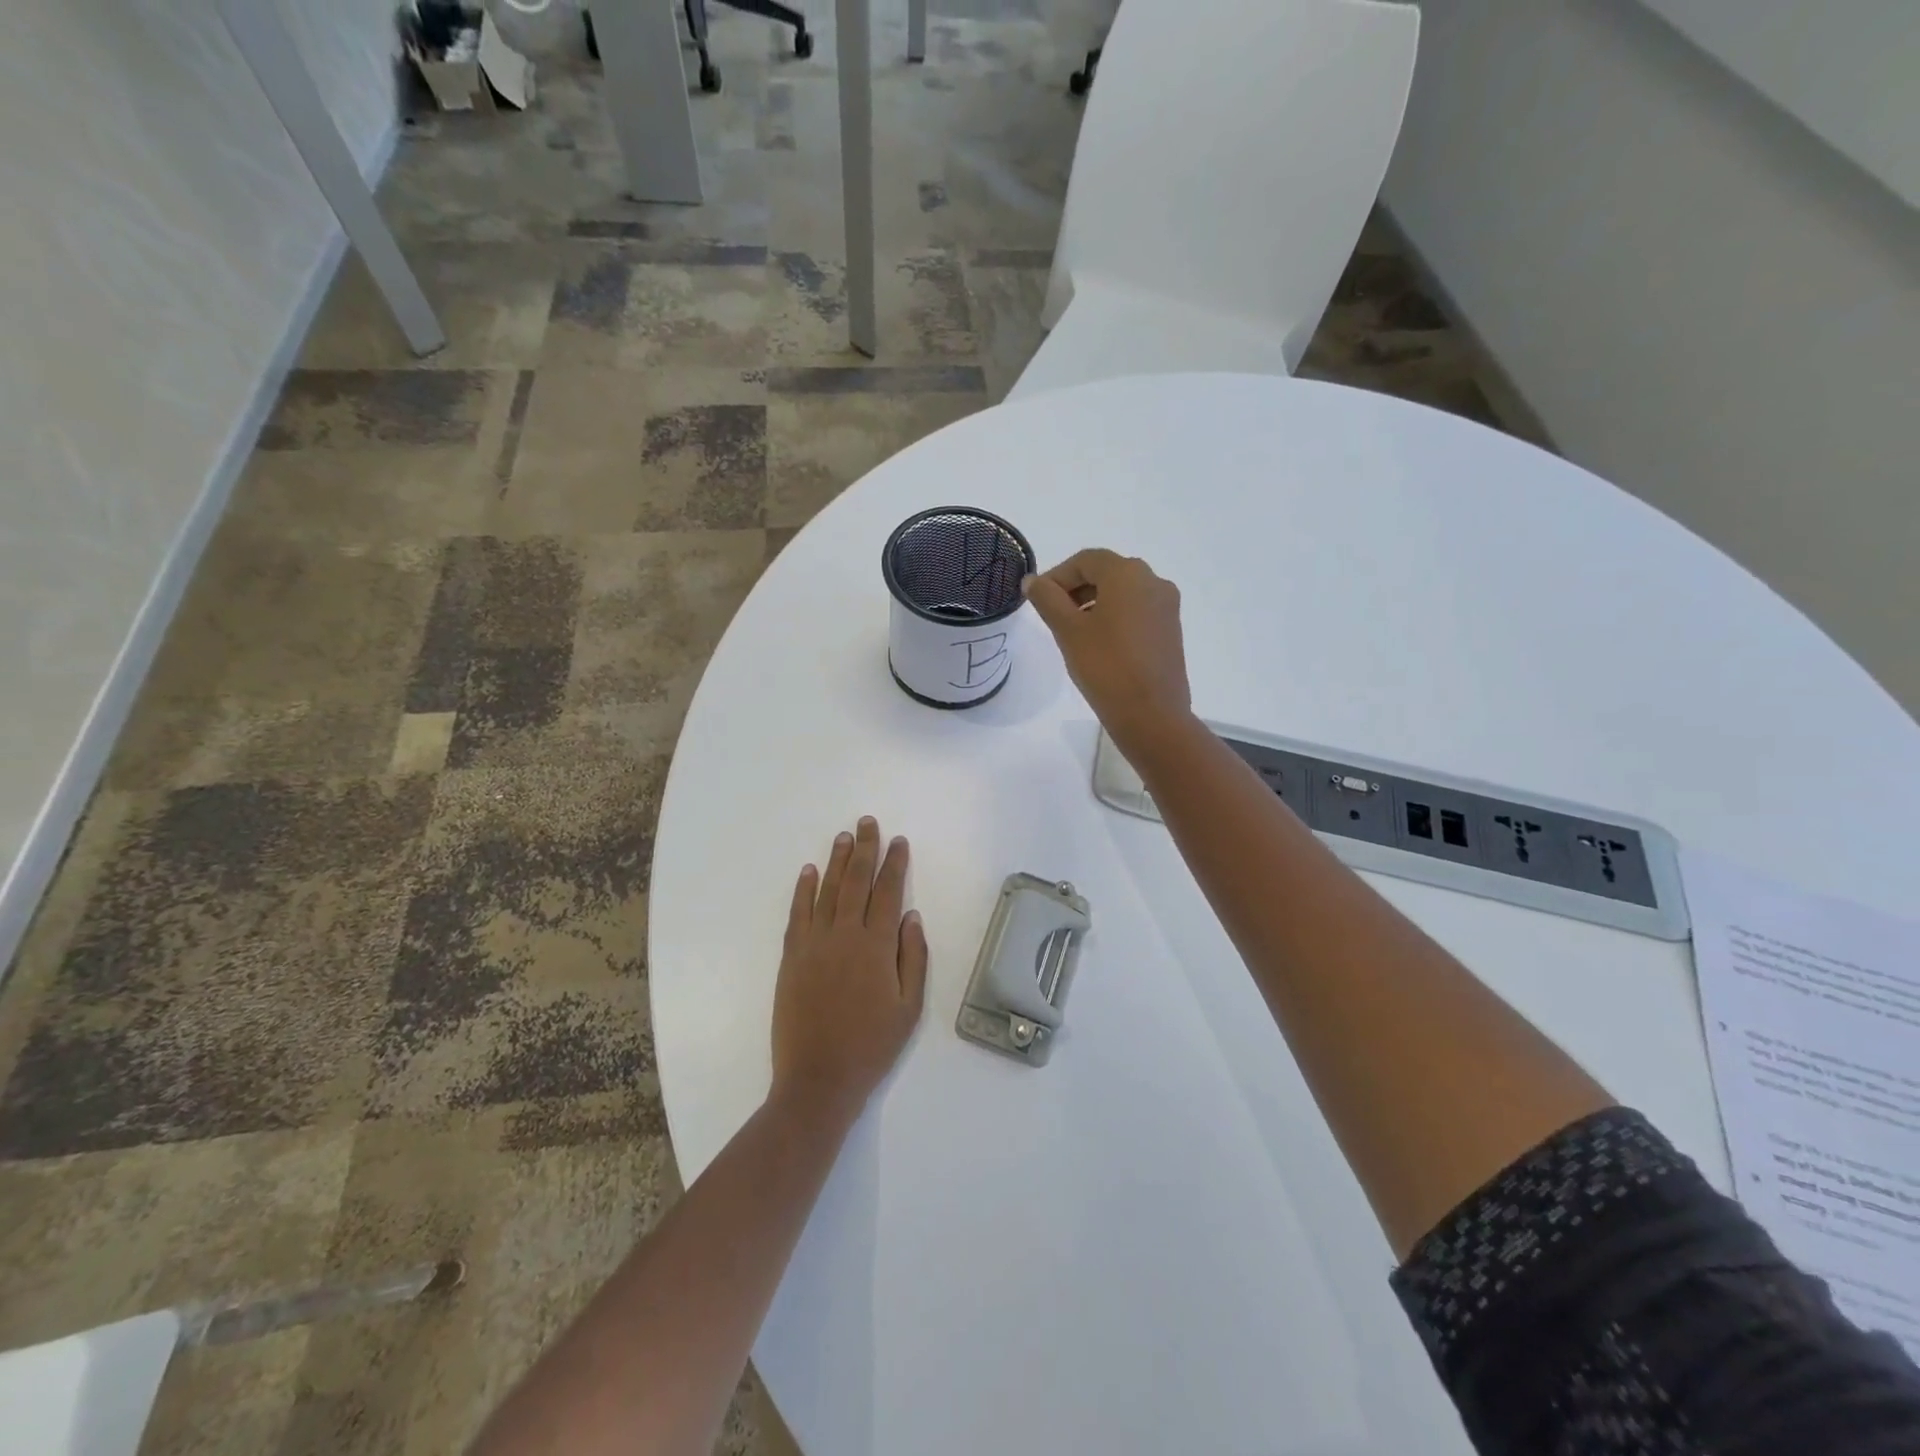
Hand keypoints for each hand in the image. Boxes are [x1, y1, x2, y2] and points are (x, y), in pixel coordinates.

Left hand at [770, 818, 928, 1123]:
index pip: (888, 892)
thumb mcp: (909, 1007)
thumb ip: (913, 958)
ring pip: (827, 890)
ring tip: (844, 837)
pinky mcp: (791, 956)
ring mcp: (814, 944)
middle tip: (867, 822)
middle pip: (856, 882)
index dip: (894, 864)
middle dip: (865, 849)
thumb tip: (911, 916)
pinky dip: (803, 890)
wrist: (818, 1079)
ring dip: (836, 861)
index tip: (899, 841)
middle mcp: (844, 935)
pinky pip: (798, 913)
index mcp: (877, 947)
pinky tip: (808, 871)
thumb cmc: (871, 1046)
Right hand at [1023, 549, 1192, 754]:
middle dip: (1076, 588)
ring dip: (1094, 602)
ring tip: (1072, 632)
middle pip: (1107, 572)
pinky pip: (1137, 611)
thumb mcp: (1068, 630)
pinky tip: (1098, 644)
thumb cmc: (1105, 666)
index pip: (1086, 560)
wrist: (1151, 715)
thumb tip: (1033, 581)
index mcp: (1128, 574)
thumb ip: (1047, 599)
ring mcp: (1167, 606)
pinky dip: (1114, 617)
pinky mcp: (1171, 630)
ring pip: (1123, 593)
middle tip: (1052, 615)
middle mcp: (1154, 581)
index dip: (1057, 576)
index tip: (1038, 600)